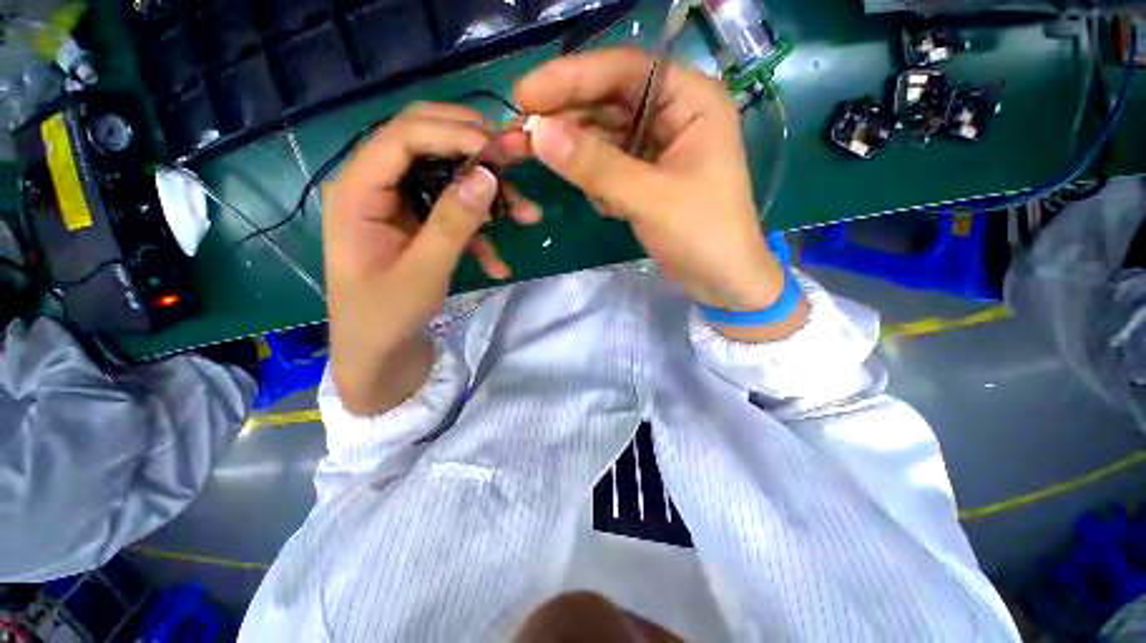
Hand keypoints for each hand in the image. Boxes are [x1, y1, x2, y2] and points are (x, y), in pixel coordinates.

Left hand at [324, 103, 537, 415]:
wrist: (379, 354)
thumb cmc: (387, 316)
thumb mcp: (424, 271)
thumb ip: (454, 222)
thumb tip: (487, 175)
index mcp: (358, 191)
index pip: (404, 136)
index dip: (454, 133)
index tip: (500, 150)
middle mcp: (376, 187)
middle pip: (427, 144)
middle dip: (475, 150)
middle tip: (517, 160)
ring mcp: (400, 207)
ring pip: (448, 178)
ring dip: (489, 196)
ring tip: (527, 215)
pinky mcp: (419, 226)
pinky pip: (453, 215)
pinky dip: (480, 234)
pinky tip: (498, 265)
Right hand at [515, 48, 806, 339]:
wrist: (721, 280)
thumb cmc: (702, 234)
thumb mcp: (649, 198)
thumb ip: (595, 165)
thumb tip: (537, 132)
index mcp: (691, 100)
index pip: (625, 71)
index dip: (572, 78)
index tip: (525, 94)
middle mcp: (674, 114)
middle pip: (610, 101)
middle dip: (568, 118)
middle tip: (522, 132)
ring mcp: (659, 147)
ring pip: (606, 135)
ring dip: (578, 152)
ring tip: (548, 164)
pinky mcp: (647, 176)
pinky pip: (610, 164)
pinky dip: (595, 178)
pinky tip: (602, 202)